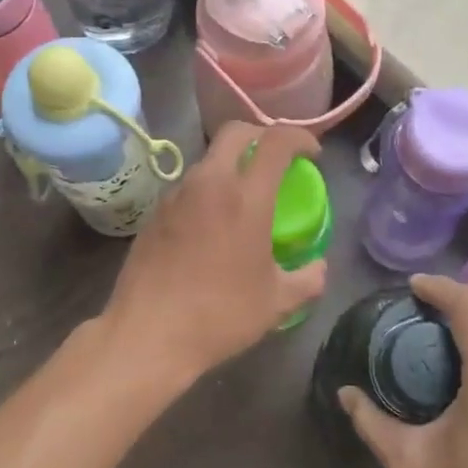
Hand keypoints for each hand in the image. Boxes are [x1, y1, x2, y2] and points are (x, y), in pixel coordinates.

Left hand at [101, 122, 325, 388]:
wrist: (148, 335)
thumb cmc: (220, 316)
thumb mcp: (277, 303)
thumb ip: (308, 280)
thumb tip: (319, 268)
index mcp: (246, 198)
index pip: (276, 141)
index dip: (300, 138)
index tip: (312, 155)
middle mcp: (209, 184)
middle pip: (235, 133)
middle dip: (261, 135)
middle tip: (277, 160)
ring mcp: (175, 196)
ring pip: (208, 160)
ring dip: (231, 166)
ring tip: (244, 198)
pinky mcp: (153, 214)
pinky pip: (188, 188)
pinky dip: (207, 192)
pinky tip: (211, 227)